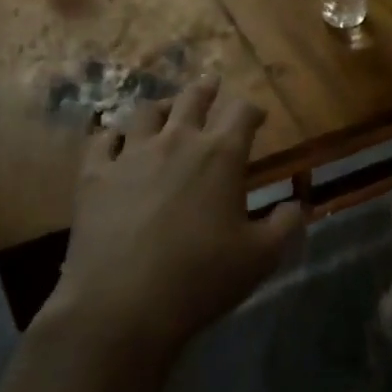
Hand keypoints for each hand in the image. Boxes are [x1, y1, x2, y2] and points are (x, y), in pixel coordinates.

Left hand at [44, 78, 304, 366]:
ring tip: (166, 108)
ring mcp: (131, 154)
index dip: (252, 110)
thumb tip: (296, 206)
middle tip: (211, 86)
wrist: (122, 305)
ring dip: (162, 106)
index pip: (242, 113)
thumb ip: (284, 227)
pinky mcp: (95, 174)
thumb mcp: (259, 259)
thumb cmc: (200, 279)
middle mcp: (176, 141)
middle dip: (206, 90)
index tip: (257, 116)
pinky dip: (112, 135)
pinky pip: (102, 140)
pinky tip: (115, 140)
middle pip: (193, 99)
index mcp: (220, 155)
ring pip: (147, 112)